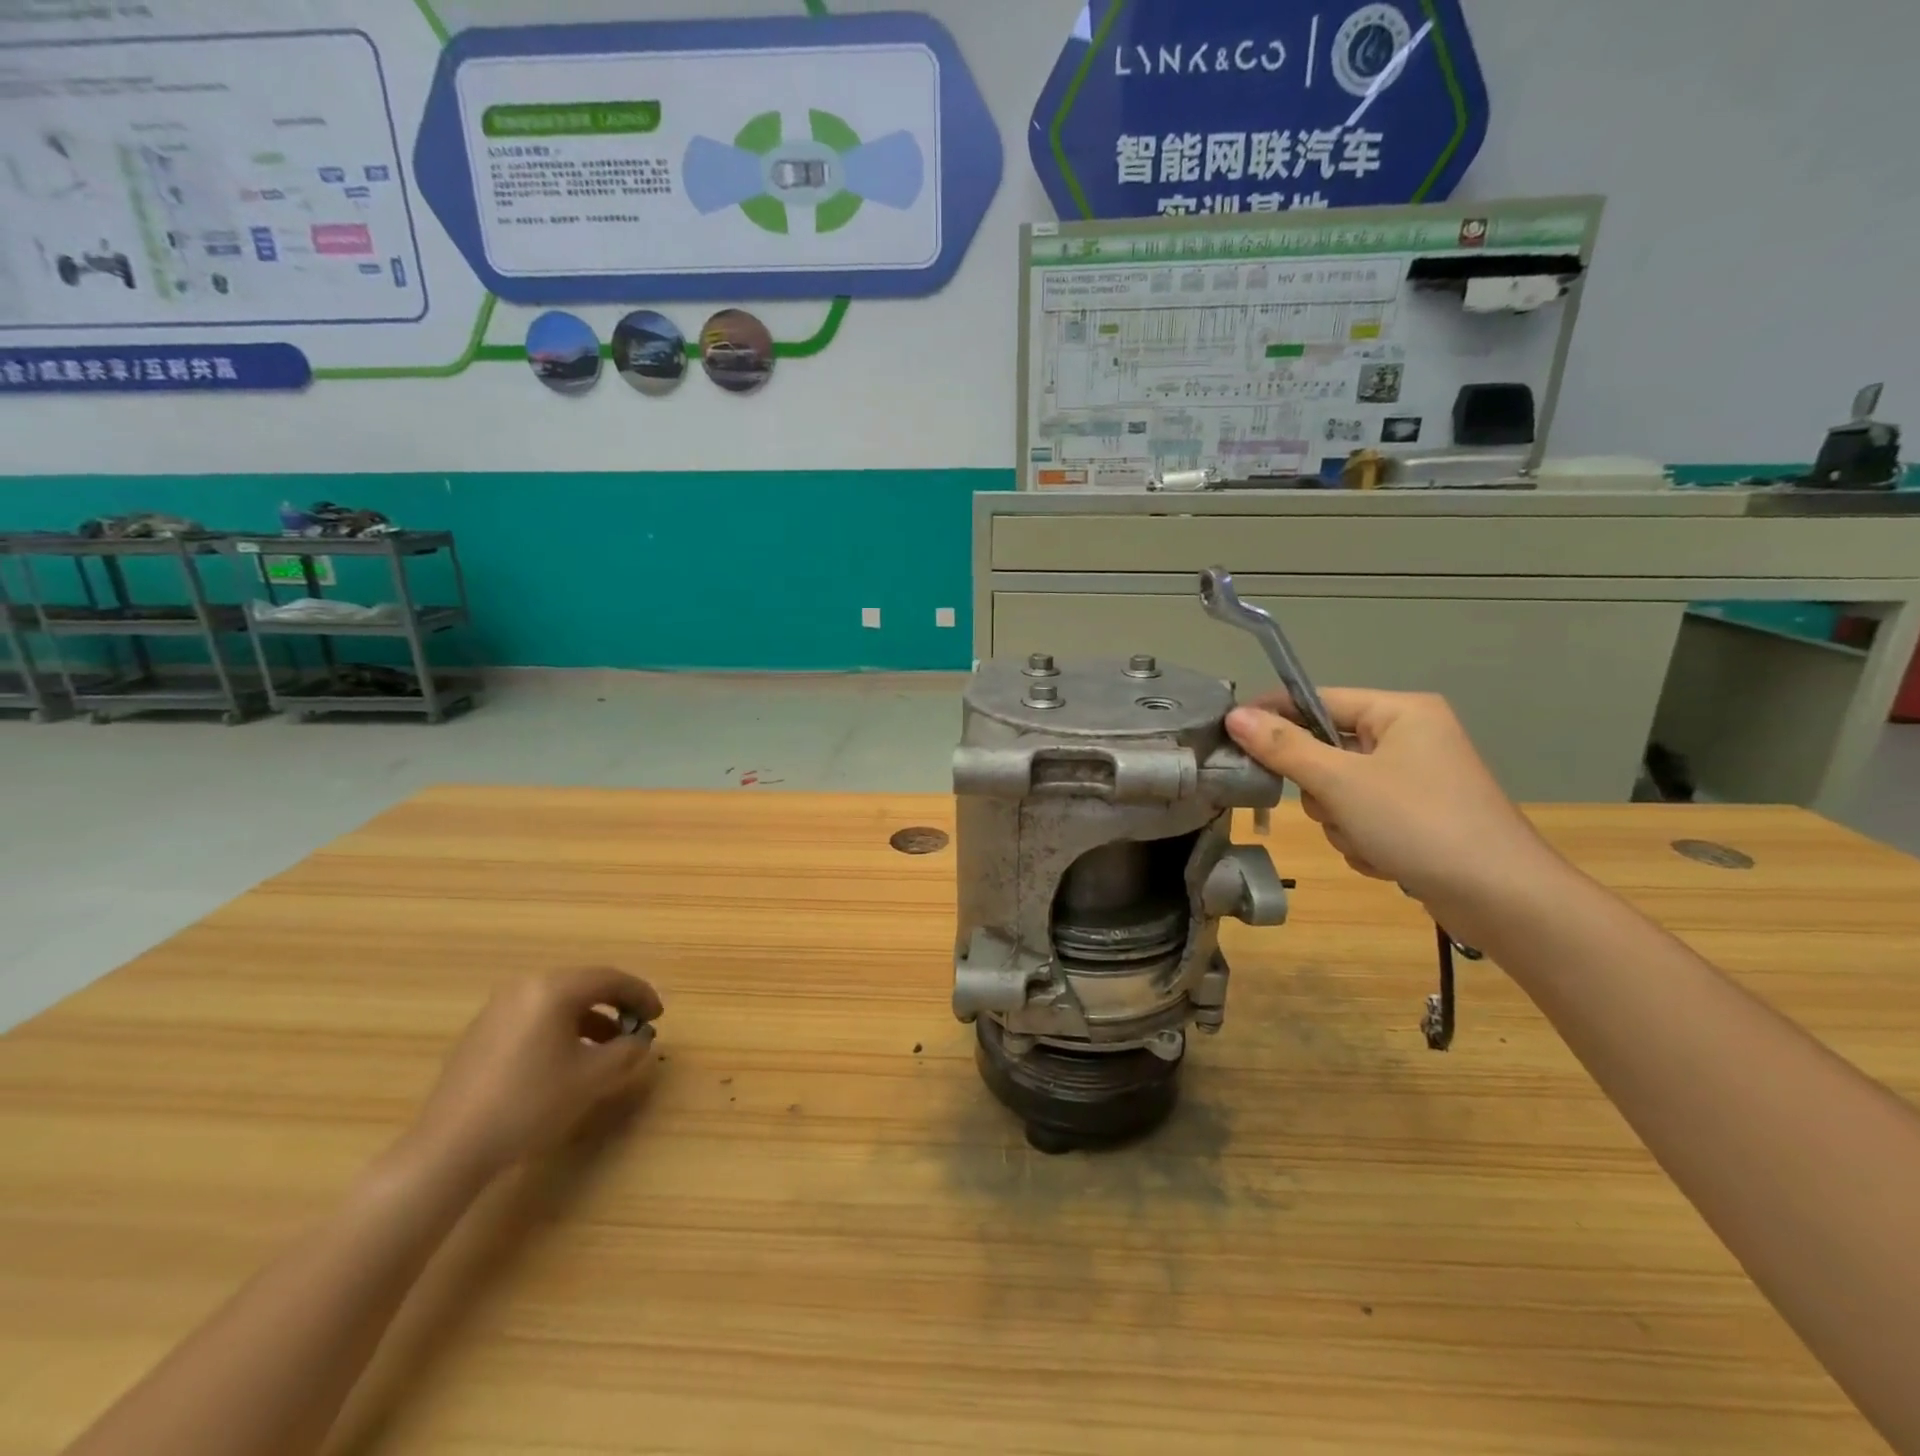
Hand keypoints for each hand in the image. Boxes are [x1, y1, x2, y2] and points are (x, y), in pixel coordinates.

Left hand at [407, 967, 662, 1181]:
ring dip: (590, 1019)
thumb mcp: (593, 1078)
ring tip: (607, 1049)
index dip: (641, 995)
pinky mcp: (481, 1034)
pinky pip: (535, 1018)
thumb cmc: (530, 1104)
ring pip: (558, 1003)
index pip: (610, 979)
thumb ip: (627, 1052)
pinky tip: (566, 1061)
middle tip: (636, 1028)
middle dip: (616, 1005)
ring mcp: (497, 1010)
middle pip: (583, 986)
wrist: (449, 1149)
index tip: (659, 1017)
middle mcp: (524, 988)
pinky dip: (561, 1030)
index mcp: (553, 989)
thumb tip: (640, 1041)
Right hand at [1226, 689, 1556, 912]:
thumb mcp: (1341, 783)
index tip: (1231, 738)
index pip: (1316, 699)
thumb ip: (1283, 747)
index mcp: (1400, 712)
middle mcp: (1409, 737)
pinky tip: (1382, 858)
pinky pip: (1361, 816)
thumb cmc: (1420, 824)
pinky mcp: (1417, 816)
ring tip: (1365, 840)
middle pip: (1325, 749)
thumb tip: (1234, 716)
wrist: (1504, 899)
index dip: (1272, 716)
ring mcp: (1415, 779)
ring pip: (1338, 790)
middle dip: (1320, 788)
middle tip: (1330, 807)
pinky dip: (1361, 838)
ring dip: (1339, 820)